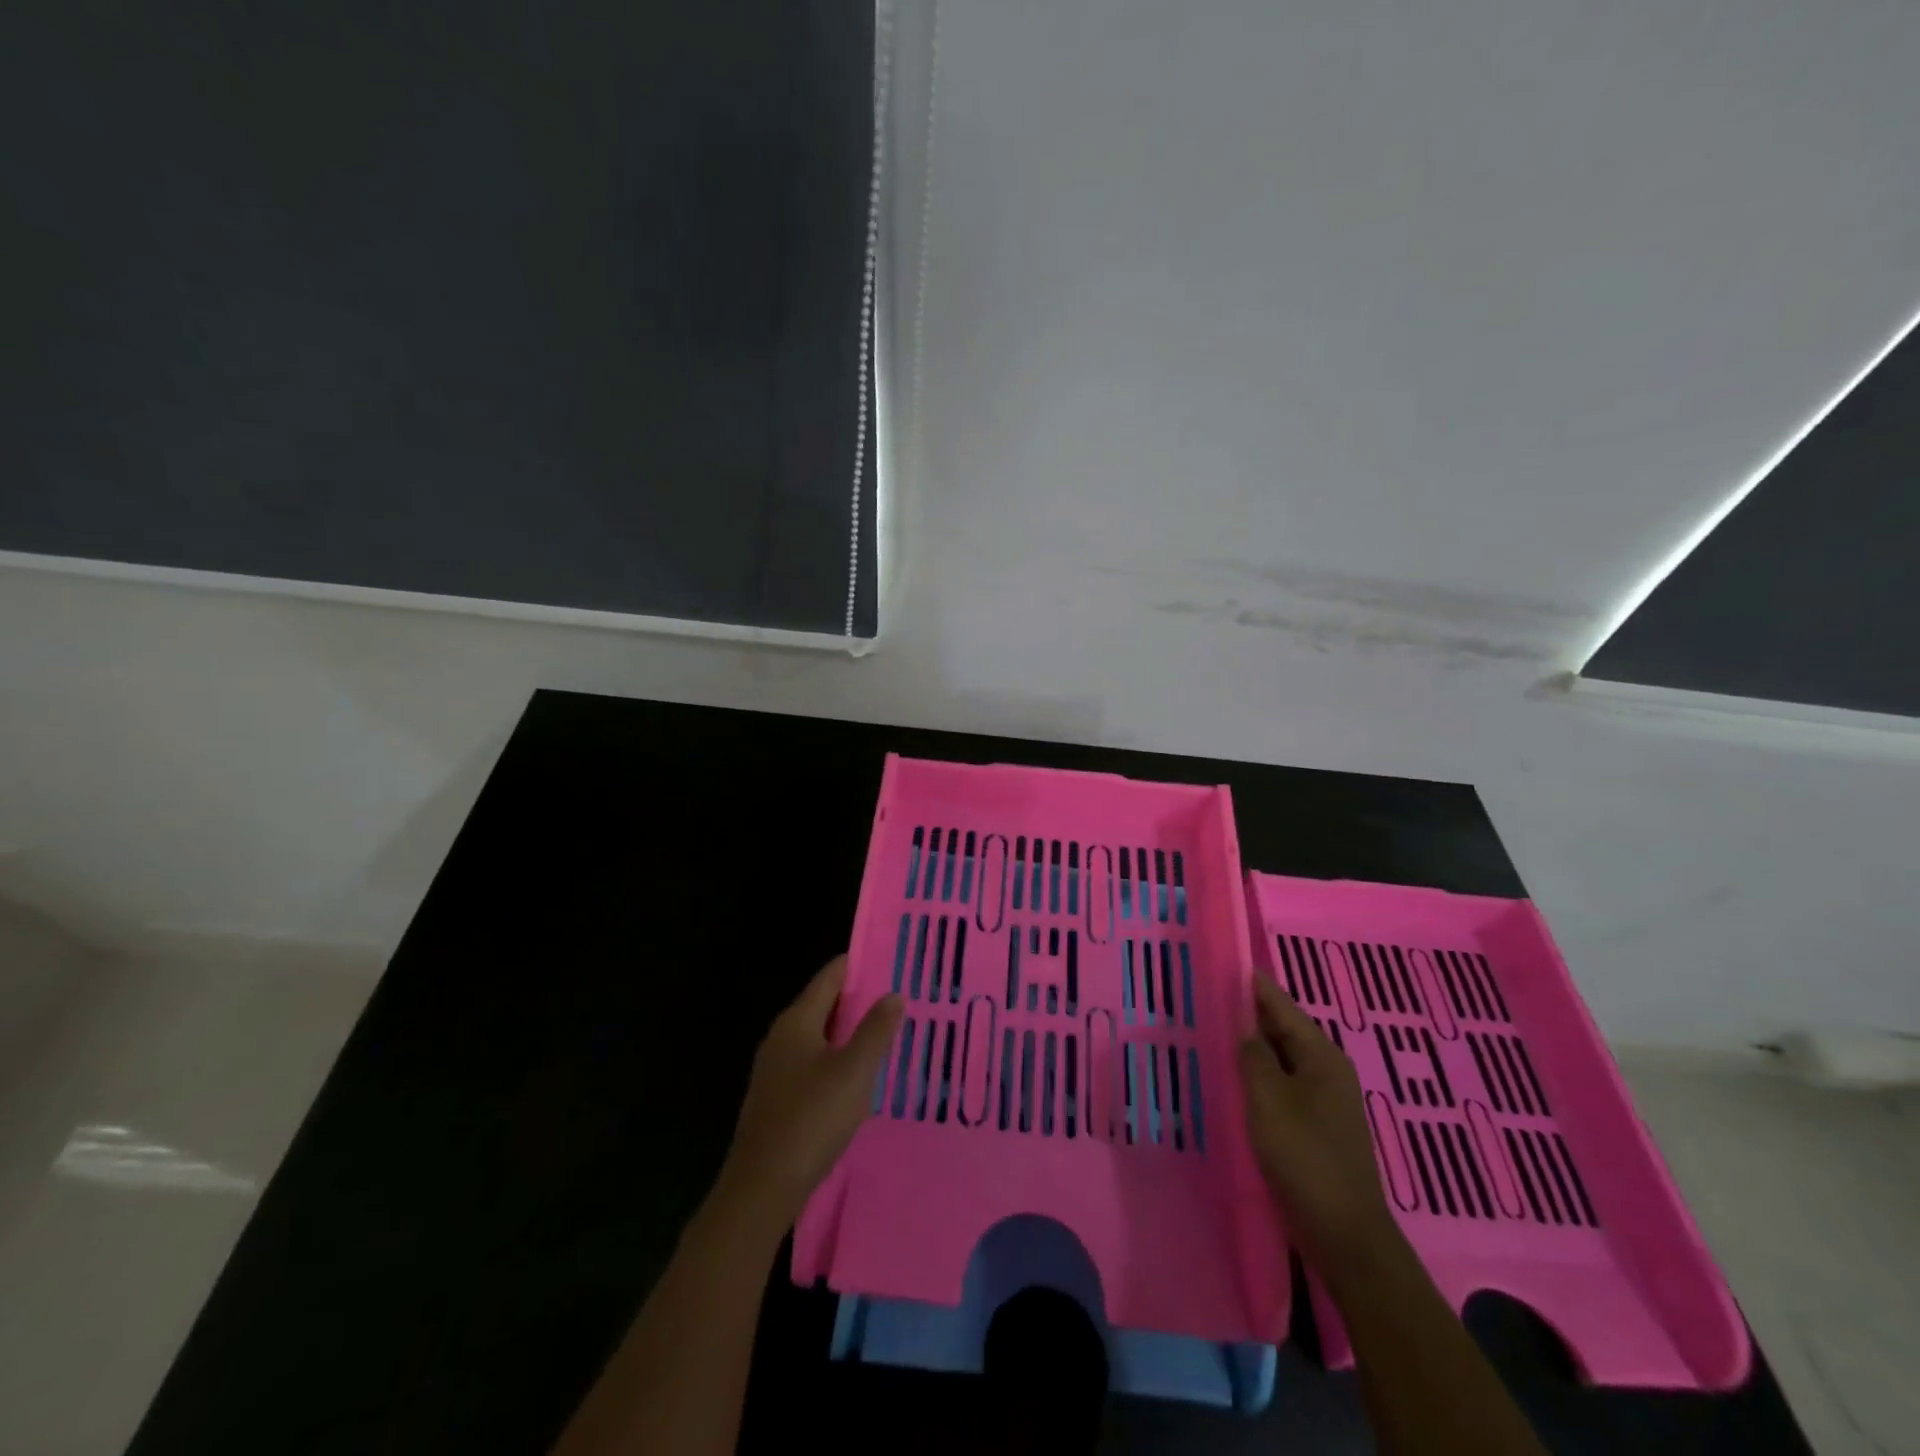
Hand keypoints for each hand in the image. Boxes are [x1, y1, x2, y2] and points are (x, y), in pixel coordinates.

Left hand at [719, 955, 902, 1226]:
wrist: (761, 1187)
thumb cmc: (811, 1119)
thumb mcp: (854, 1072)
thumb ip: (875, 1030)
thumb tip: (894, 994)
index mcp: (797, 1020)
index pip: (830, 977)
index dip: (859, 965)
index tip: (892, 961)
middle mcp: (782, 1036)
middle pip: (824, 1004)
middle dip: (860, 1000)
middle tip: (899, 999)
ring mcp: (776, 1068)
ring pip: (820, 1036)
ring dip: (850, 1032)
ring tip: (888, 1034)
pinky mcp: (777, 1097)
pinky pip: (813, 1063)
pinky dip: (838, 1059)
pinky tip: (859, 1077)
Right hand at [1239, 974, 1398, 1273]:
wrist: (1343, 1232)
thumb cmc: (1304, 1156)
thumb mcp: (1268, 1099)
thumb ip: (1253, 1056)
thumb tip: (1244, 1027)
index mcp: (1322, 1056)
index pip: (1282, 1007)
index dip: (1254, 986)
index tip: (1227, 963)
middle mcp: (1328, 1071)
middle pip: (1284, 1031)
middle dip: (1250, 1014)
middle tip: (1211, 996)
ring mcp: (1325, 1101)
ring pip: (1282, 1060)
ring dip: (1253, 1048)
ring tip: (1216, 1031)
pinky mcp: (1316, 1127)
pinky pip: (1283, 1086)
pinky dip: (1260, 1077)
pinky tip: (1236, 1079)